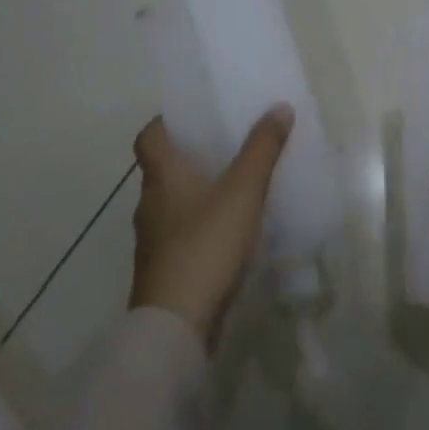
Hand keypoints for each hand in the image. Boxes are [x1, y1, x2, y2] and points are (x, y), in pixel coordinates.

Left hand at [129, 104, 292, 345]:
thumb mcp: (243, 191)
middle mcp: (150, 202)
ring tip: (239, 184)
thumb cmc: (206, 244)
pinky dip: (204, 221)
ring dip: (200, 189)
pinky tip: (233, 228)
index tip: (197, 115)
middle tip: (231, 143)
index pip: (149, 136)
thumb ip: (262, 149)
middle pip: (165, 167)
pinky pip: (184, 230)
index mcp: (162, 176)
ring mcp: (155, 238)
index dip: (168, 120)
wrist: (178, 322)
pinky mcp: (166, 266)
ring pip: (175, 200)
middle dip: (194, 154)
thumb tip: (279, 107)